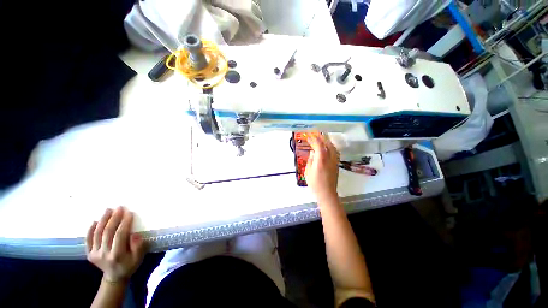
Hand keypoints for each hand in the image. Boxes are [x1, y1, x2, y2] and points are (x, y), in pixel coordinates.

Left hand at [86, 207, 146, 282]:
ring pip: (97, 234)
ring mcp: (94, 254)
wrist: (114, 277)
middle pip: (107, 232)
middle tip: (119, 208)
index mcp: (117, 255)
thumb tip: (134, 234)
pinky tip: (94, 221)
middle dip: (114, 218)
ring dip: (103, 220)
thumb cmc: (129, 265)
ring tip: (108, 210)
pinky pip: (88, 240)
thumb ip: (138, 246)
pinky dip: (90, 230)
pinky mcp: (89, 254)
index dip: (124, 223)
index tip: (129, 213)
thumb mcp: (138, 258)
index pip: (120, 235)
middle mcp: (103, 254)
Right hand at [305, 133, 339, 202]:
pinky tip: (327, 148)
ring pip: (333, 148)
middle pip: (328, 144)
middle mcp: (329, 159)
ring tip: (322, 139)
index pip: (319, 146)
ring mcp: (334, 162)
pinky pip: (334, 152)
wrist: (327, 193)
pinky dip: (330, 147)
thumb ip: (310, 161)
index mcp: (321, 160)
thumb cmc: (315, 184)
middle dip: (322, 138)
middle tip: (316, 134)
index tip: (309, 137)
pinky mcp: (336, 165)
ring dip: (327, 142)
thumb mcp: (308, 172)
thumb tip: (312, 153)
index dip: (314, 140)